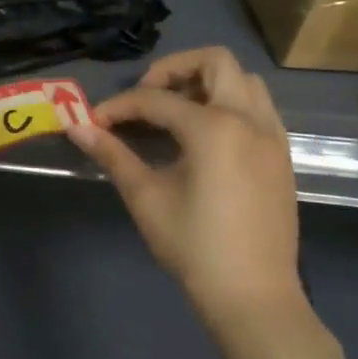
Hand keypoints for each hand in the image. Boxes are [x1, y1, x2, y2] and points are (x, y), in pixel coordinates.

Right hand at [67, 47, 301, 326]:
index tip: (96, 123)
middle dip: (173, 70)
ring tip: (177, 111)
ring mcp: (272, 136)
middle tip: (147, 97)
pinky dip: (231, 104)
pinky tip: (206, 136)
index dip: (120, 107)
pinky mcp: (282, 156)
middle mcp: (249, 120)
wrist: (253, 297)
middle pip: (215, 62)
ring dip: (208, 83)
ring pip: (245, 81)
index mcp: (214, 128)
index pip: (156, 100)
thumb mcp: (146, 197)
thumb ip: (112, 154)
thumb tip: (76, 127)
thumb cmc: (194, 247)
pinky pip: (259, 108)